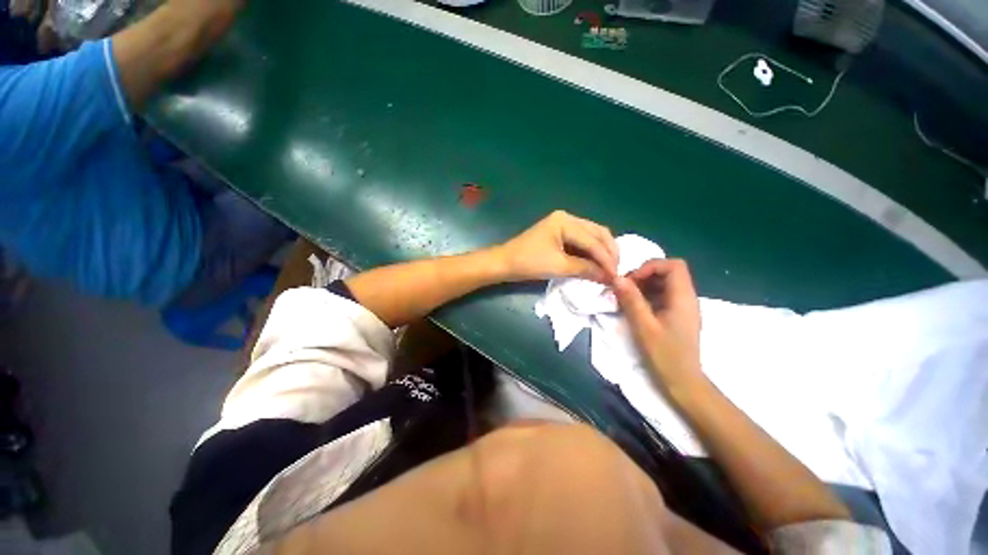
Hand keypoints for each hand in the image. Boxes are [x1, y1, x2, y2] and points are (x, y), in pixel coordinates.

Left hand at [495, 211, 617, 283]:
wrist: (505, 263)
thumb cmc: (529, 263)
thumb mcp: (559, 266)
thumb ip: (586, 269)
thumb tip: (610, 277)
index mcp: (565, 221)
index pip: (593, 240)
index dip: (606, 259)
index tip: (618, 276)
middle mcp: (567, 218)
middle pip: (597, 233)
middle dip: (608, 252)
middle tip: (617, 271)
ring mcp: (563, 224)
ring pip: (591, 236)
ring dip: (601, 252)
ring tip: (610, 268)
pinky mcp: (559, 234)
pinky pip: (581, 241)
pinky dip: (590, 252)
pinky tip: (597, 263)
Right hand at [612, 259, 702, 388]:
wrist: (683, 382)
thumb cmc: (665, 355)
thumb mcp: (644, 327)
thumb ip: (631, 300)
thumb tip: (617, 278)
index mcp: (683, 298)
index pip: (673, 265)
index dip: (650, 267)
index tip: (632, 281)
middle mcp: (687, 298)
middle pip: (668, 272)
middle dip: (644, 275)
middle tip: (625, 289)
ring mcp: (683, 307)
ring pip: (664, 283)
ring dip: (644, 286)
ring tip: (627, 298)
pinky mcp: (677, 315)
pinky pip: (663, 296)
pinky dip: (647, 296)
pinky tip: (636, 308)